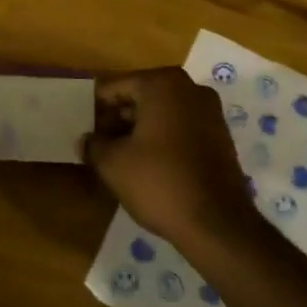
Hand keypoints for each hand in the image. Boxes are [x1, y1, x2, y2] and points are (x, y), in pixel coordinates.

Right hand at [82, 67, 252, 245]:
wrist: (217, 223)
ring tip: (121, 159)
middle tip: (99, 147)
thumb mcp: (113, 164)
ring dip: (139, 131)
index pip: (115, 88)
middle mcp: (189, 88)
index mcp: (162, 83)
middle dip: (118, 120)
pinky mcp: (220, 135)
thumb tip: (85, 140)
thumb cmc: (160, 182)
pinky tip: (149, 166)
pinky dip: (163, 139)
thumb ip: (93, 145)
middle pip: (140, 96)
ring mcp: (209, 111)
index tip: (85, 134)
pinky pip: (181, 128)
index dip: (95, 111)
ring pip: (162, 113)